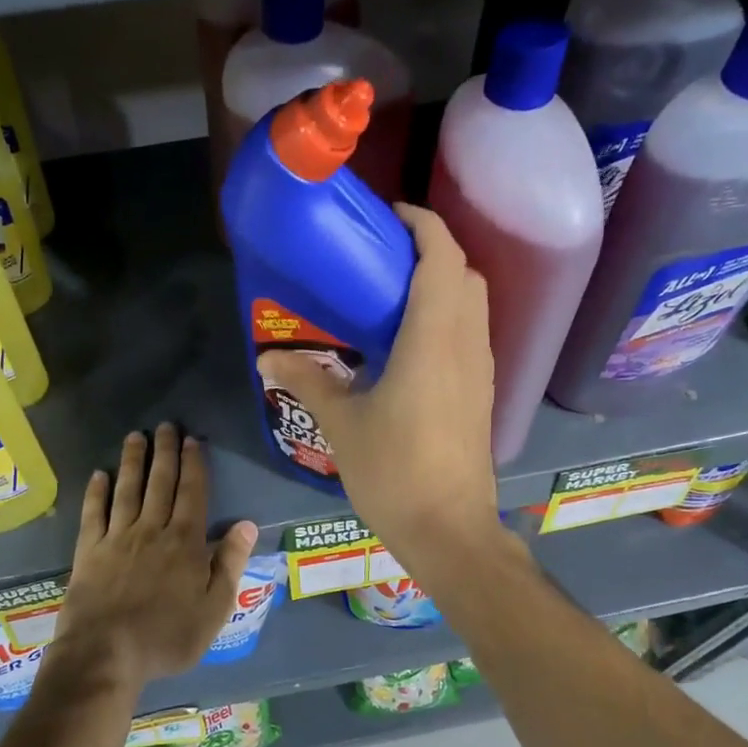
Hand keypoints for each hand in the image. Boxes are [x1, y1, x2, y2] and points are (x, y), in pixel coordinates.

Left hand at [51, 423, 258, 693]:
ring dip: (132, 461)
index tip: (193, 440)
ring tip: (135, 436)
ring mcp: (117, 537)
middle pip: (160, 482)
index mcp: (185, 542)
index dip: (194, 464)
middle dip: (165, 451)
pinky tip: (99, 474)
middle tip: (166, 425)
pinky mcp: (88, 550)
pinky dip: (96, 492)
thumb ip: (230, 564)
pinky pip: (93, 513)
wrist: (106, 654)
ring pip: (127, 489)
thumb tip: (247, 524)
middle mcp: (152, 529)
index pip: (193, 493)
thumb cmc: (167, 636)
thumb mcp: (214, 609)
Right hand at [256, 205, 499, 571]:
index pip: (442, 256)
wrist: (450, 531)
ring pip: (472, 303)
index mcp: (433, 338)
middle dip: (430, 250)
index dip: (422, 223)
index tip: (388, 216)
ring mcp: (480, 369)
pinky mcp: (481, 392)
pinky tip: (408, 341)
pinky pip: (470, 332)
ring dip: (442, 282)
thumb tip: (266, 358)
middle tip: (383, 256)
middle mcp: (465, 343)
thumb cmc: (394, 471)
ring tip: (391, 293)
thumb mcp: (342, 423)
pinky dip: (447, 315)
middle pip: (463, 273)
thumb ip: (307, 380)